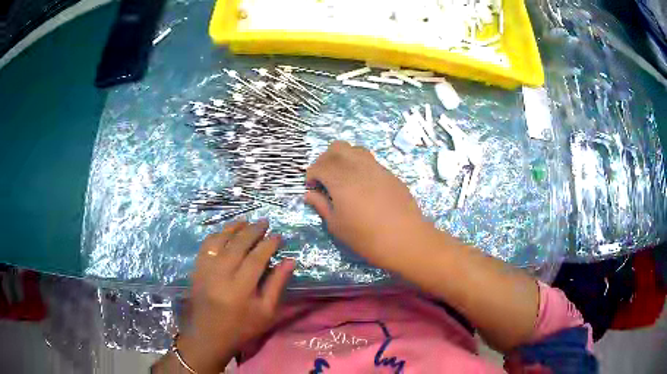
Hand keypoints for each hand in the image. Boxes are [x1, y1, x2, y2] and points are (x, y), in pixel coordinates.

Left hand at [178, 220, 294, 373]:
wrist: (209, 336)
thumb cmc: (242, 327)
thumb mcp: (266, 312)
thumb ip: (277, 285)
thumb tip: (290, 261)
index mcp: (240, 289)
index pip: (256, 258)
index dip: (268, 244)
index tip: (278, 236)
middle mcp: (221, 275)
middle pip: (237, 244)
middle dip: (253, 230)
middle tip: (264, 222)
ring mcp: (205, 270)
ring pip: (219, 240)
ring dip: (234, 228)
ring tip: (246, 222)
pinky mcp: (196, 269)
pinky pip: (206, 246)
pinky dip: (217, 235)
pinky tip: (225, 233)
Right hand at [305, 141, 431, 268]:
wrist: (405, 239)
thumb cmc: (366, 237)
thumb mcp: (337, 226)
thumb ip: (321, 206)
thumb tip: (309, 194)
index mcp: (341, 179)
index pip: (319, 165)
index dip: (311, 174)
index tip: (312, 188)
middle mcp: (358, 167)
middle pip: (336, 148)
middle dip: (325, 159)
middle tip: (324, 179)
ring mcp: (376, 168)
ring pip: (355, 149)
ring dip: (343, 158)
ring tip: (343, 178)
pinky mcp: (390, 174)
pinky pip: (370, 160)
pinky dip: (359, 165)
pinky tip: (362, 186)